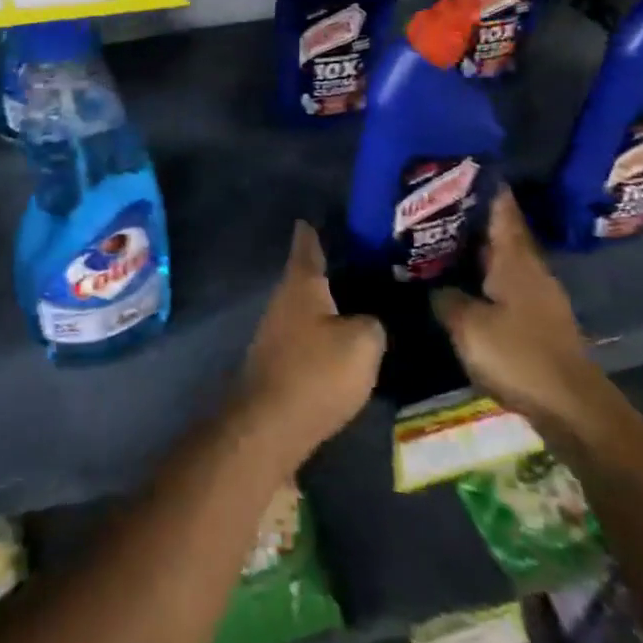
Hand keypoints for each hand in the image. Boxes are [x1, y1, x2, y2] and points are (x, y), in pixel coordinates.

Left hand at [232, 222, 384, 473]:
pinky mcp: (278, 360)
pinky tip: (345, 341)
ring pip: (308, 305)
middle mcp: (283, 299)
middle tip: (368, 262)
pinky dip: (325, 332)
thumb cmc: (316, 373)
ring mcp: (275, 330)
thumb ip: (373, 322)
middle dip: (334, 267)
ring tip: (364, 301)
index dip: (318, 227)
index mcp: (302, 282)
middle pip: (308, 274)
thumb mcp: (363, 343)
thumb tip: (369, 320)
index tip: (330, 215)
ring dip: (330, 303)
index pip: (309, 242)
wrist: (269, 427)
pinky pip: (306, 334)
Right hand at [432, 189, 606, 435]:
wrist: (574, 410)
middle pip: (502, 232)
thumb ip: (446, 300)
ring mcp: (538, 296)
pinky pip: (506, 284)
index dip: (485, 187)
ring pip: (504, 259)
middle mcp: (530, 269)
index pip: (502, 210)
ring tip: (443, 239)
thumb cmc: (520, 357)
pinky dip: (485, 276)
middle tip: (437, 203)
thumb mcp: (469, 327)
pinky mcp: (539, 321)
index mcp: (515, 259)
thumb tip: (434, 287)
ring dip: (478, 248)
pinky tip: (464, 283)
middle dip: (474, 216)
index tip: (464, 166)